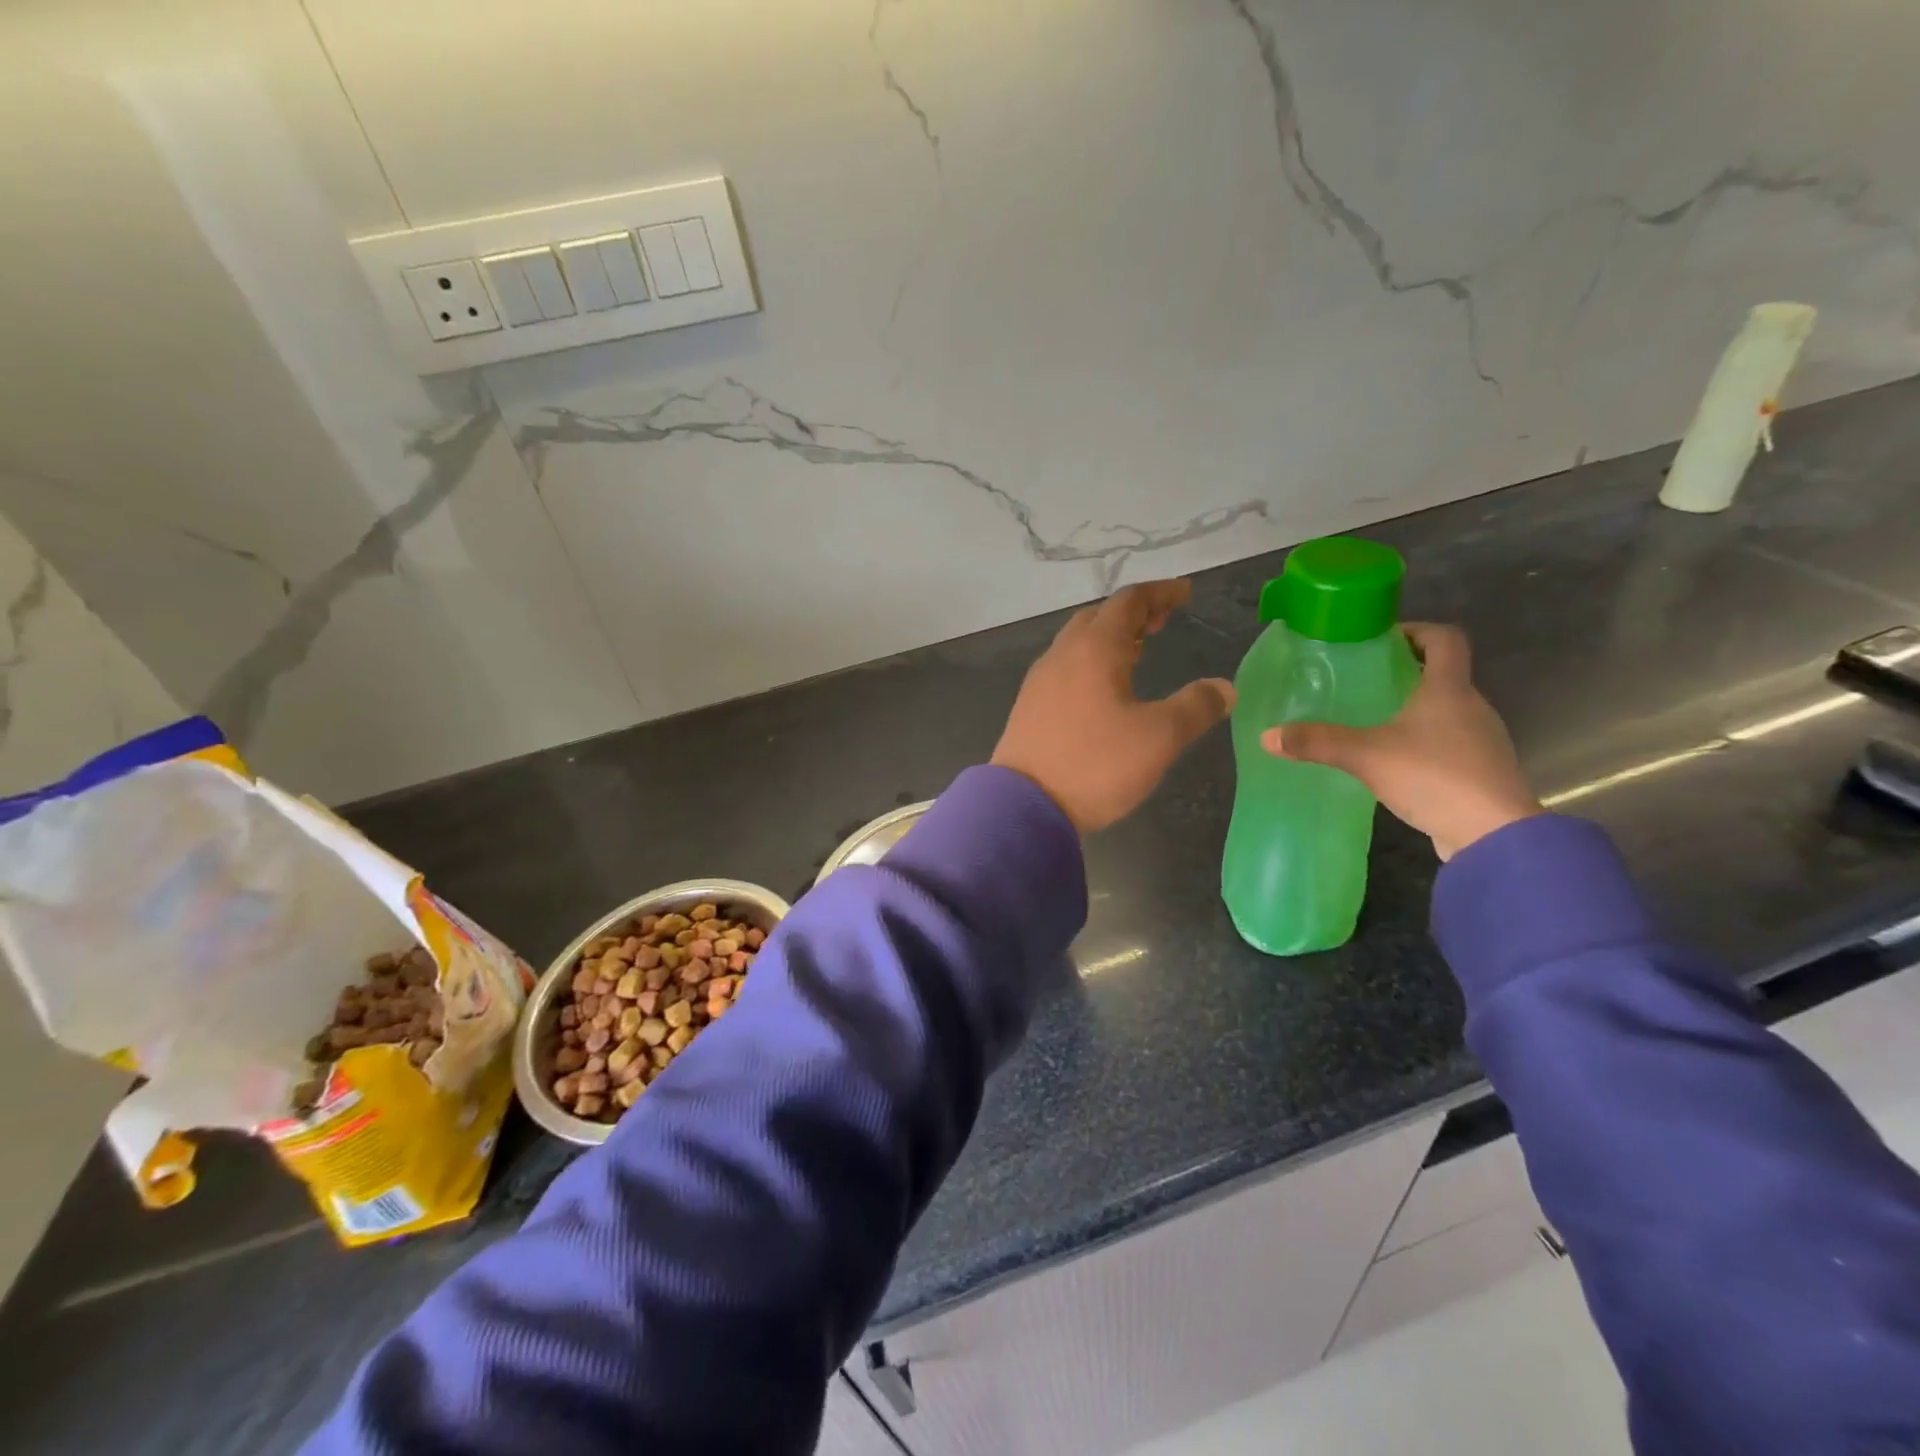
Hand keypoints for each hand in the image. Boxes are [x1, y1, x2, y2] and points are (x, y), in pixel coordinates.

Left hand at [993, 579, 1235, 832]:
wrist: (1024, 805)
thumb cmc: (1096, 764)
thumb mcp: (1159, 738)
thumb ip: (1196, 707)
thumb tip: (1225, 687)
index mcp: (1094, 649)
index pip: (1129, 602)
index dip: (1160, 593)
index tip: (1185, 592)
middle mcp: (1062, 655)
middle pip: (1099, 617)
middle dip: (1133, 613)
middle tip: (1162, 621)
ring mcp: (1040, 681)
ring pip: (1078, 642)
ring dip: (1110, 637)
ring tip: (1138, 650)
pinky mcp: (1030, 706)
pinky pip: (1065, 667)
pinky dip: (1091, 661)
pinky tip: (1103, 688)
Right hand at [1264, 623, 1540, 859]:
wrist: (1494, 836)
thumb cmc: (1434, 777)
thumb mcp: (1366, 756)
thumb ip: (1317, 742)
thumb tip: (1268, 735)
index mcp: (1450, 689)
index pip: (1445, 639)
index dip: (1417, 631)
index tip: (1384, 639)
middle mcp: (1472, 706)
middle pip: (1444, 674)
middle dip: (1406, 672)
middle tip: (1364, 681)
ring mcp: (1481, 740)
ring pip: (1447, 710)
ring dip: (1415, 708)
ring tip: (1372, 721)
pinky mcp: (1480, 771)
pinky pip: (1450, 742)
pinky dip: (1424, 741)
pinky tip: (1395, 760)